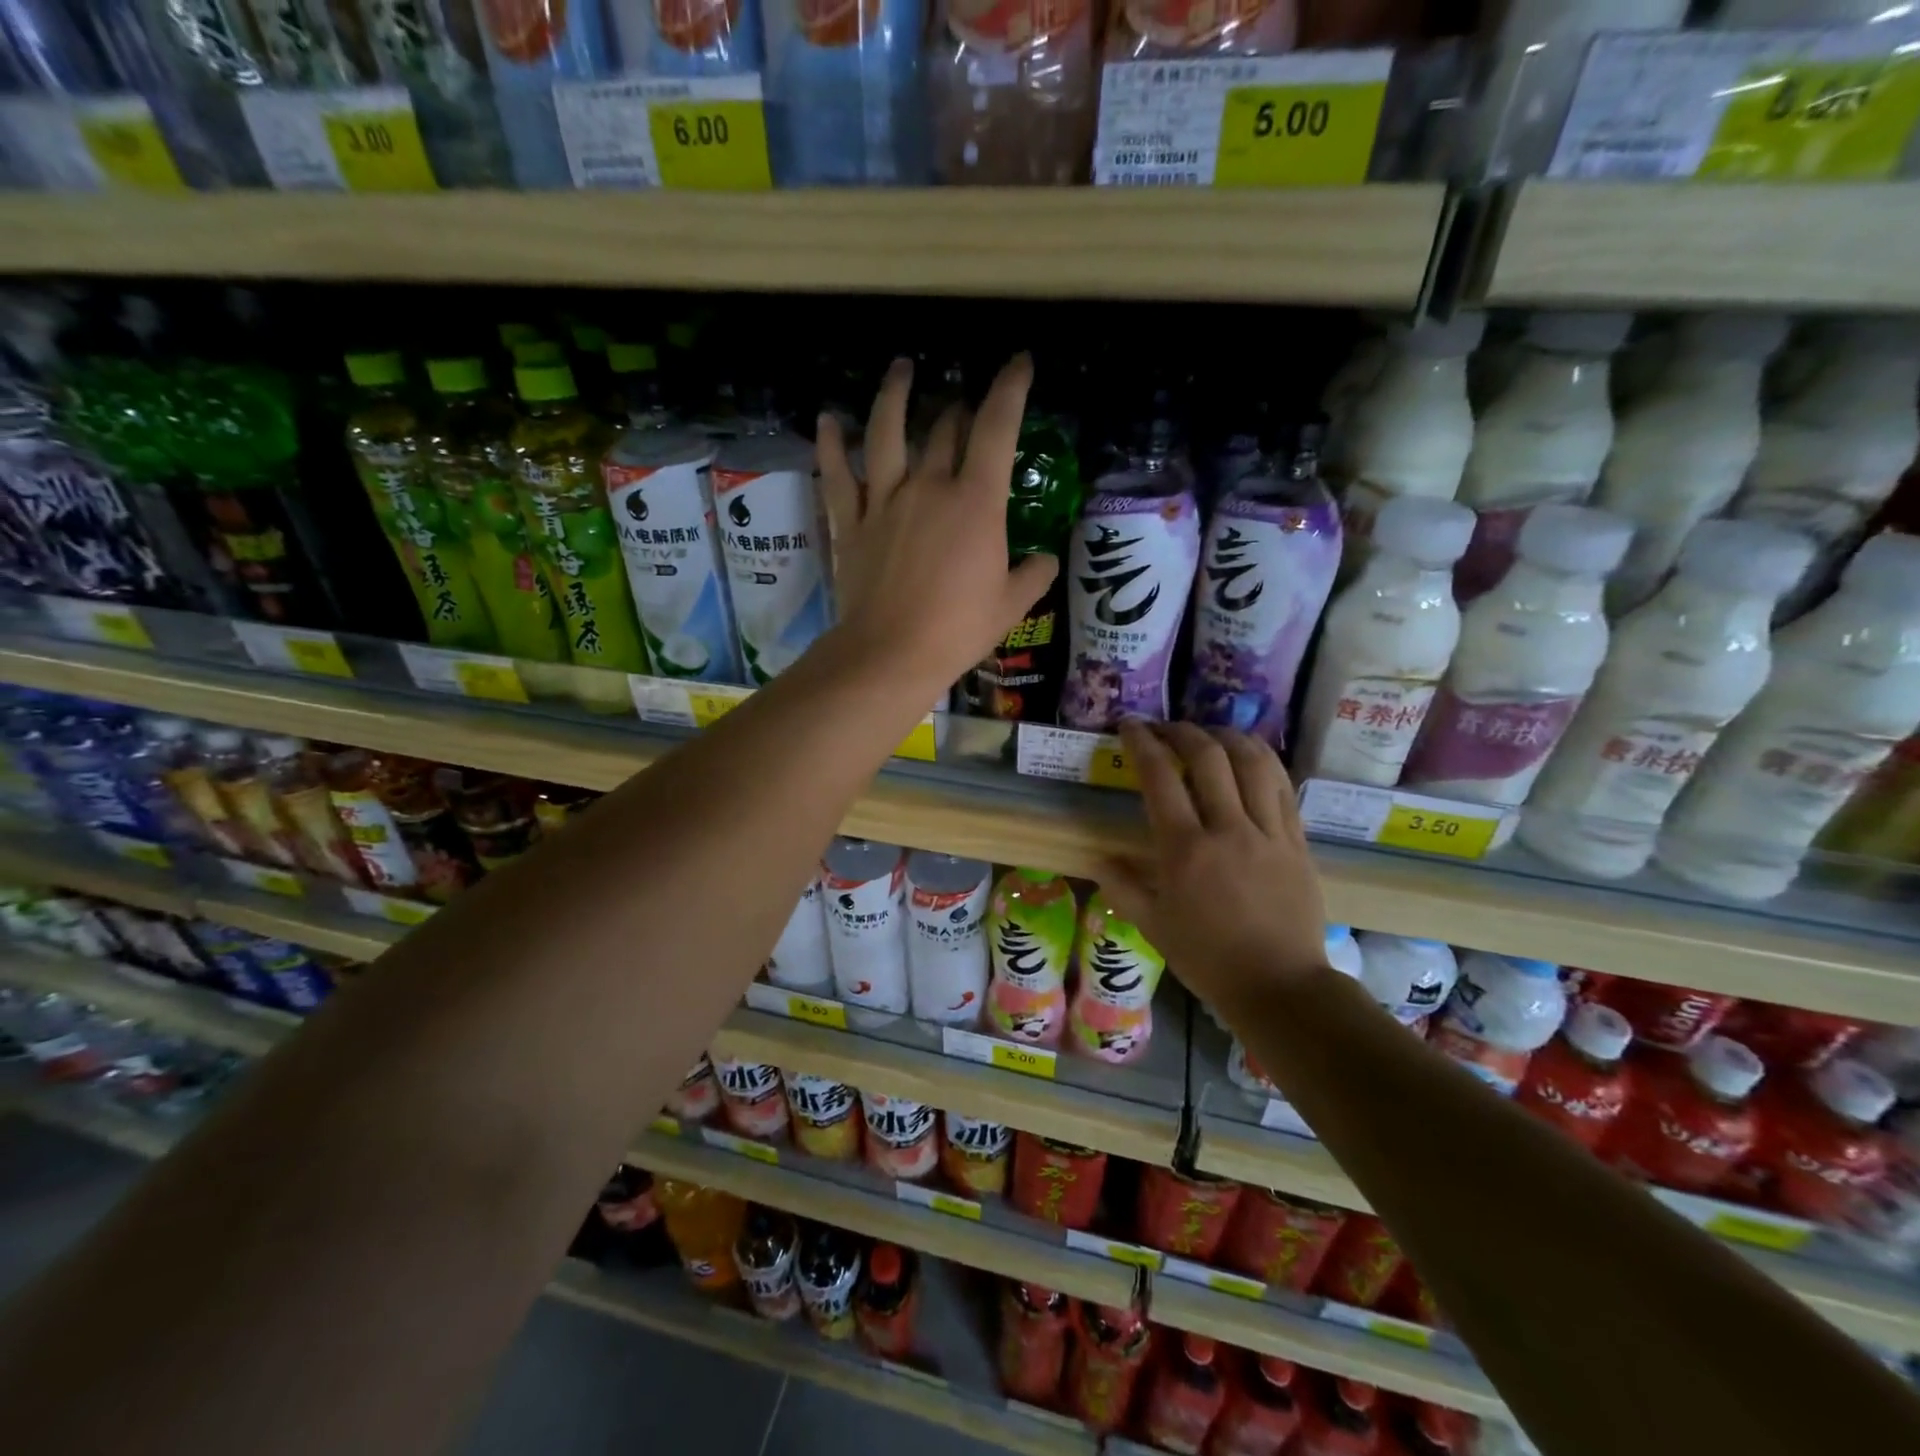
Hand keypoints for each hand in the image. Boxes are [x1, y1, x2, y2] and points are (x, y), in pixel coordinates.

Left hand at [816, 355, 1056, 694]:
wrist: (891, 653)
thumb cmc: (957, 630)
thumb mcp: (1011, 606)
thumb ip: (1034, 575)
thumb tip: (1045, 559)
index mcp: (976, 502)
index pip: (997, 428)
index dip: (1010, 388)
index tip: (1019, 362)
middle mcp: (929, 486)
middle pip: (944, 429)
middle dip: (959, 407)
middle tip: (964, 402)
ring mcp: (885, 500)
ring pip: (886, 433)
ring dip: (895, 395)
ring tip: (902, 369)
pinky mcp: (851, 521)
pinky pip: (838, 474)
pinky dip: (830, 444)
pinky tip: (827, 419)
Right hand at [1100, 722, 1329, 1014]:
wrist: (1280, 986)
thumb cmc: (1208, 959)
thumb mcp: (1153, 926)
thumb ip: (1122, 886)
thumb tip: (1098, 858)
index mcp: (1185, 850)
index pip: (1161, 777)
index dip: (1143, 742)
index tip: (1130, 726)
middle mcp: (1227, 829)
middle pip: (1208, 756)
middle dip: (1181, 730)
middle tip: (1165, 728)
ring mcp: (1268, 832)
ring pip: (1252, 761)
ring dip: (1226, 736)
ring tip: (1209, 733)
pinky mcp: (1297, 840)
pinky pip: (1282, 785)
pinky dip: (1262, 760)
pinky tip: (1248, 756)